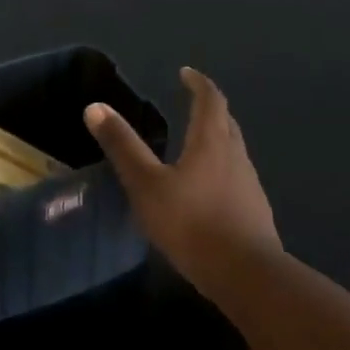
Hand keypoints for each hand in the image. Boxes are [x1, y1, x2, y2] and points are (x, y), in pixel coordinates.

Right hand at [84, 67, 281, 300]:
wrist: (247, 276)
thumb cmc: (192, 223)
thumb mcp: (146, 184)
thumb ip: (122, 146)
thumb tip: (95, 107)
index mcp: (211, 142)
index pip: (210, 100)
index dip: (198, 83)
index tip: (186, 73)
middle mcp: (236, 156)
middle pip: (226, 122)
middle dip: (210, 108)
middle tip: (192, 104)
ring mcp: (249, 185)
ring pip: (233, 151)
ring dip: (216, 139)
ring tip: (193, 146)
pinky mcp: (254, 212)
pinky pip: (236, 178)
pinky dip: (220, 170)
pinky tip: (205, 190)